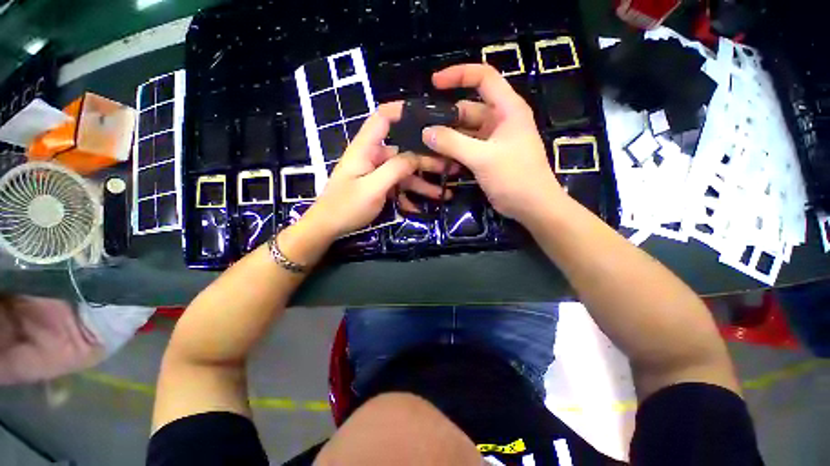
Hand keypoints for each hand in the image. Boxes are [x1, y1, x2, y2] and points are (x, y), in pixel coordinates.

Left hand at [301, 104, 450, 239]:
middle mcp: (372, 157)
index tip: (427, 115)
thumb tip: (416, 156)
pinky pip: (397, 188)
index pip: (382, 118)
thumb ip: (395, 169)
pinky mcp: (378, 187)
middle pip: (403, 152)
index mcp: (366, 148)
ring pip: (403, 174)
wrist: (327, 227)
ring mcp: (376, 174)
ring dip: (422, 184)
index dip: (402, 111)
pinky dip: (408, 197)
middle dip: (426, 161)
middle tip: (450, 168)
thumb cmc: (346, 206)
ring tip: (443, 194)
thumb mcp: (373, 188)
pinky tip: (419, 208)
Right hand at [422, 64, 564, 224]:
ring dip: (447, 138)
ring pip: (465, 131)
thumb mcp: (483, 158)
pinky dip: (453, 152)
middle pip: (468, 109)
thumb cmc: (515, 177)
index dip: (459, 75)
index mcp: (507, 109)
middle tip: (421, 129)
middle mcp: (500, 120)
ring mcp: (493, 140)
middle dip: (445, 117)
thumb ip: (453, 143)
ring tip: (425, 146)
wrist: (532, 206)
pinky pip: (466, 148)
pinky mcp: (487, 156)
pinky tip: (439, 160)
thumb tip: (426, 132)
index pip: (484, 78)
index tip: (434, 83)